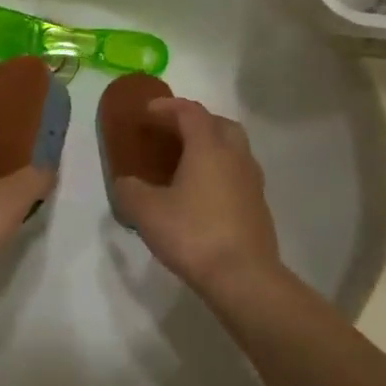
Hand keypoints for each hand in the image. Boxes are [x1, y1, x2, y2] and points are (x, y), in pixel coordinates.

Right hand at [112, 98, 281, 294]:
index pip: (190, 112)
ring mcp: (251, 182)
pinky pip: (237, 175)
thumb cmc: (193, 234)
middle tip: (171, 133)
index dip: (167, 107)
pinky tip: (200, 195)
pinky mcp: (258, 207)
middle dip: (195, 122)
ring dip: (210, 148)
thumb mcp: (146, 212)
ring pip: (232, 150)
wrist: (244, 278)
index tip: (147, 112)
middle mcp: (235, 156)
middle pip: (219, 124)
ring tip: (184, 164)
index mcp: (208, 147)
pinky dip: (219, 173)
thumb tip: (126, 183)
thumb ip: (130, 190)